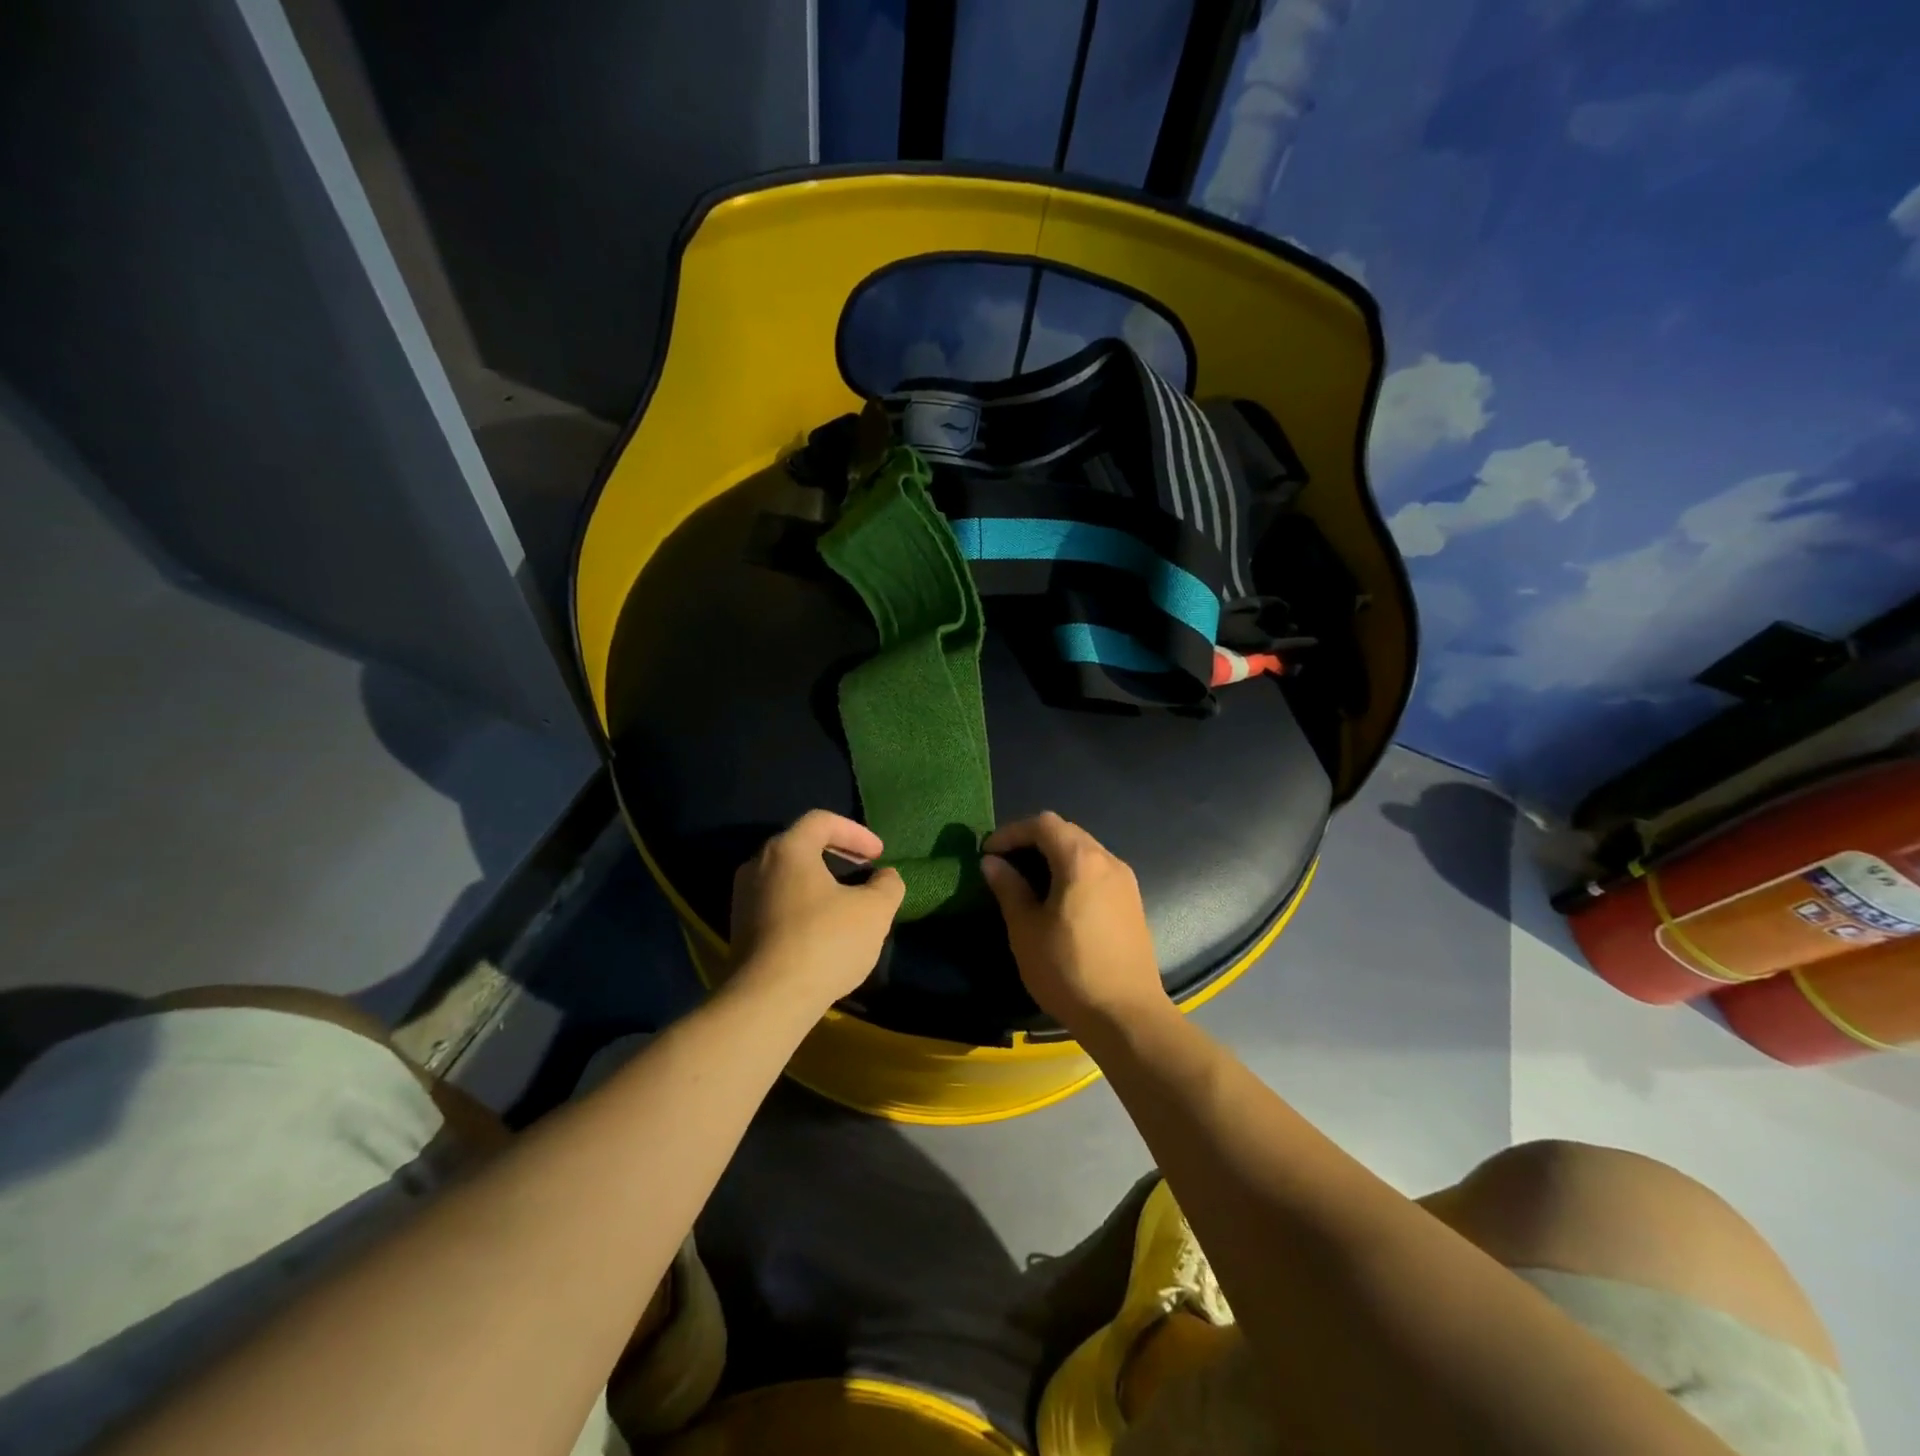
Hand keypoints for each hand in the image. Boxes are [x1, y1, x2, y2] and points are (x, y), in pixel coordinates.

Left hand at [729, 810, 905, 1007]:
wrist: (768, 1000)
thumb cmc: (825, 941)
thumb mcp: (874, 911)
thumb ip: (887, 885)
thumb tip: (885, 877)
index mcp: (788, 849)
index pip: (822, 821)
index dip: (856, 832)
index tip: (878, 855)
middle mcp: (757, 865)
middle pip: (801, 846)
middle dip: (838, 856)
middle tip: (865, 872)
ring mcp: (743, 899)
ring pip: (788, 877)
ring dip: (820, 883)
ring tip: (847, 904)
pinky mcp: (739, 930)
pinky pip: (777, 903)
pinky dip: (803, 905)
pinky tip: (823, 931)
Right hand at [980, 812, 1170, 1033]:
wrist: (1126, 1015)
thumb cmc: (1068, 970)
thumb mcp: (1026, 930)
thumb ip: (1009, 888)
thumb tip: (992, 862)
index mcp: (1081, 860)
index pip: (1043, 824)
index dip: (1012, 832)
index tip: (988, 852)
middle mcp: (1108, 860)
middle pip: (1067, 832)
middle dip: (1032, 840)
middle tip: (1005, 863)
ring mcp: (1126, 881)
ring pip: (1085, 850)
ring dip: (1054, 855)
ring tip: (1028, 880)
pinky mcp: (1133, 902)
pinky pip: (1098, 870)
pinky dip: (1073, 871)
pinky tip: (1058, 898)